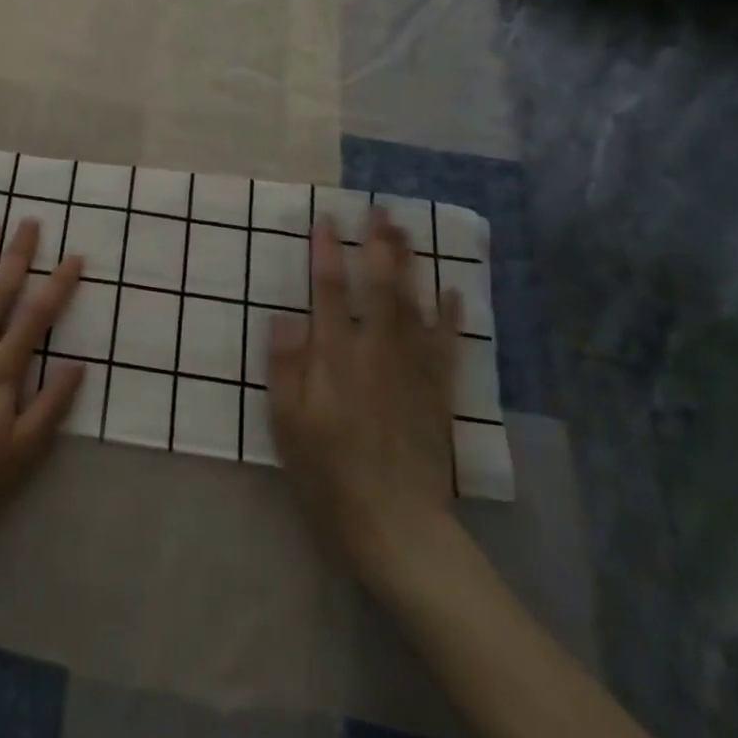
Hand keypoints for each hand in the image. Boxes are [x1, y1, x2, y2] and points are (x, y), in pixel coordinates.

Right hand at [267, 209, 462, 593]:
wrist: (396, 526)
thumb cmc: (329, 475)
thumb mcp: (287, 425)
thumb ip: (286, 367)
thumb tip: (285, 315)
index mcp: (334, 358)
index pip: (327, 291)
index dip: (325, 252)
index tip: (326, 219)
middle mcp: (375, 352)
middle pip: (379, 287)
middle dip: (378, 246)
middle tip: (380, 211)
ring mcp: (412, 370)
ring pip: (413, 305)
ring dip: (410, 265)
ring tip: (408, 231)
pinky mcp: (437, 393)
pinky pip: (447, 345)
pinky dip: (450, 315)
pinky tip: (452, 289)